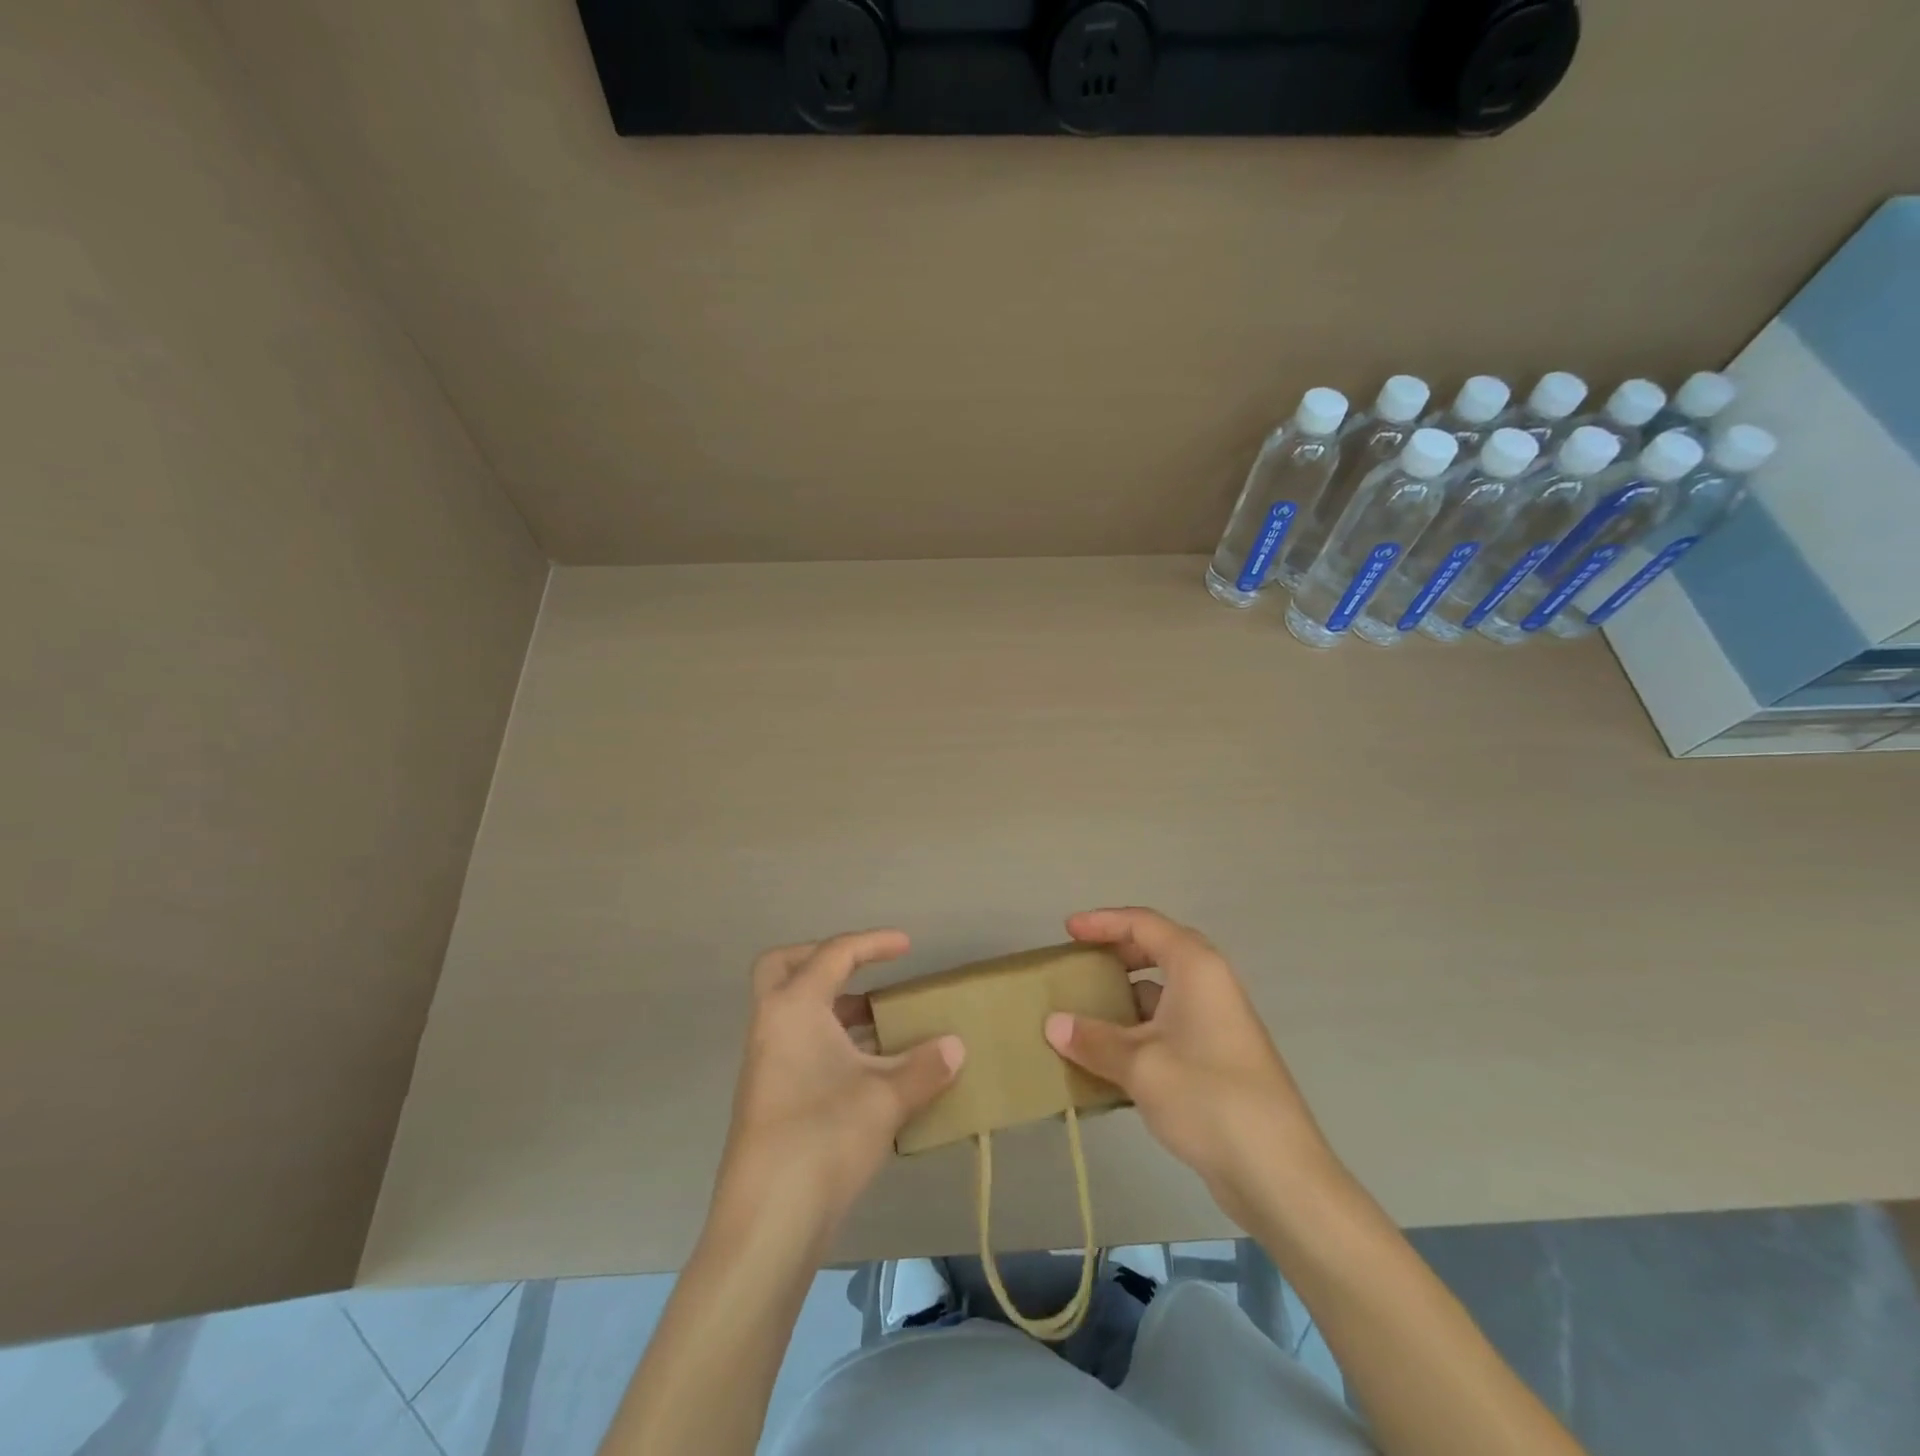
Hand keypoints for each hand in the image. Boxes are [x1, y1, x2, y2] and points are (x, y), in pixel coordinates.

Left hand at [716, 930, 964, 1242]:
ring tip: (880, 1023)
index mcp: (794, 1007)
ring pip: (793, 1010)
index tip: (908, 947)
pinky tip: (866, 1069)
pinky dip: (829, 1040)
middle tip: (863, 971)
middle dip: (824, 960)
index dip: (874, 943)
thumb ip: (925, 1067)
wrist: (767, 1222)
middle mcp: (771, 1025)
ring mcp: (764, 1062)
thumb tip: (956, 1046)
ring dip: (833, 1007)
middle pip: (786, 967)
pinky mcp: (767, 1096)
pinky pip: (797, 1044)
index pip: (835, 954)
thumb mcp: (886, 1099)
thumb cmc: (824, 1139)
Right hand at [1045, 907, 1331, 1224]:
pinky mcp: (1216, 1059)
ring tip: (1082, 1016)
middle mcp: (1210, 985)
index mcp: (1197, 968)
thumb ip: (1093, 1040)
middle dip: (1115, 956)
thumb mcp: (1140, 1065)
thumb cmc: (1208, 1098)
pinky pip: (1167, 1028)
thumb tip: (1052, 1024)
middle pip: (1156, 952)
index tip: (1068, 931)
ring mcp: (1216, 1023)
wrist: (1277, 1173)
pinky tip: (1108, 1061)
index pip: (1143, 924)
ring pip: (1161, 995)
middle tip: (1079, 967)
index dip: (1103, 921)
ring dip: (1123, 1000)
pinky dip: (1137, 1033)